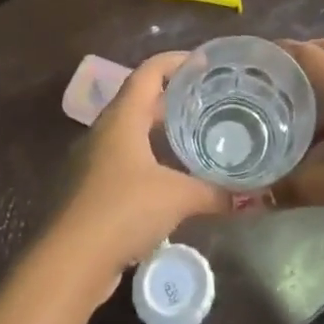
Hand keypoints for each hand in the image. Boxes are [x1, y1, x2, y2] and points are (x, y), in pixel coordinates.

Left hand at [51, 52, 230, 286]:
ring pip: (131, 130)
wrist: (69, 262)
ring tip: (195, 132)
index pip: (149, 72)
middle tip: (209, 98)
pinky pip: (124, 157)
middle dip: (173, 96)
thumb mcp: (177, 198)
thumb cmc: (122, 211)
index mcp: (122, 118)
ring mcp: (93, 160)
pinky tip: (172, 175)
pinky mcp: (91, 188)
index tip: (205, 63)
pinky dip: (149, 155)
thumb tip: (254, 197)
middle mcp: (104, 131)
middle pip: (140, 99)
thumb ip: (216, 193)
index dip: (176, 61)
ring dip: (160, 127)